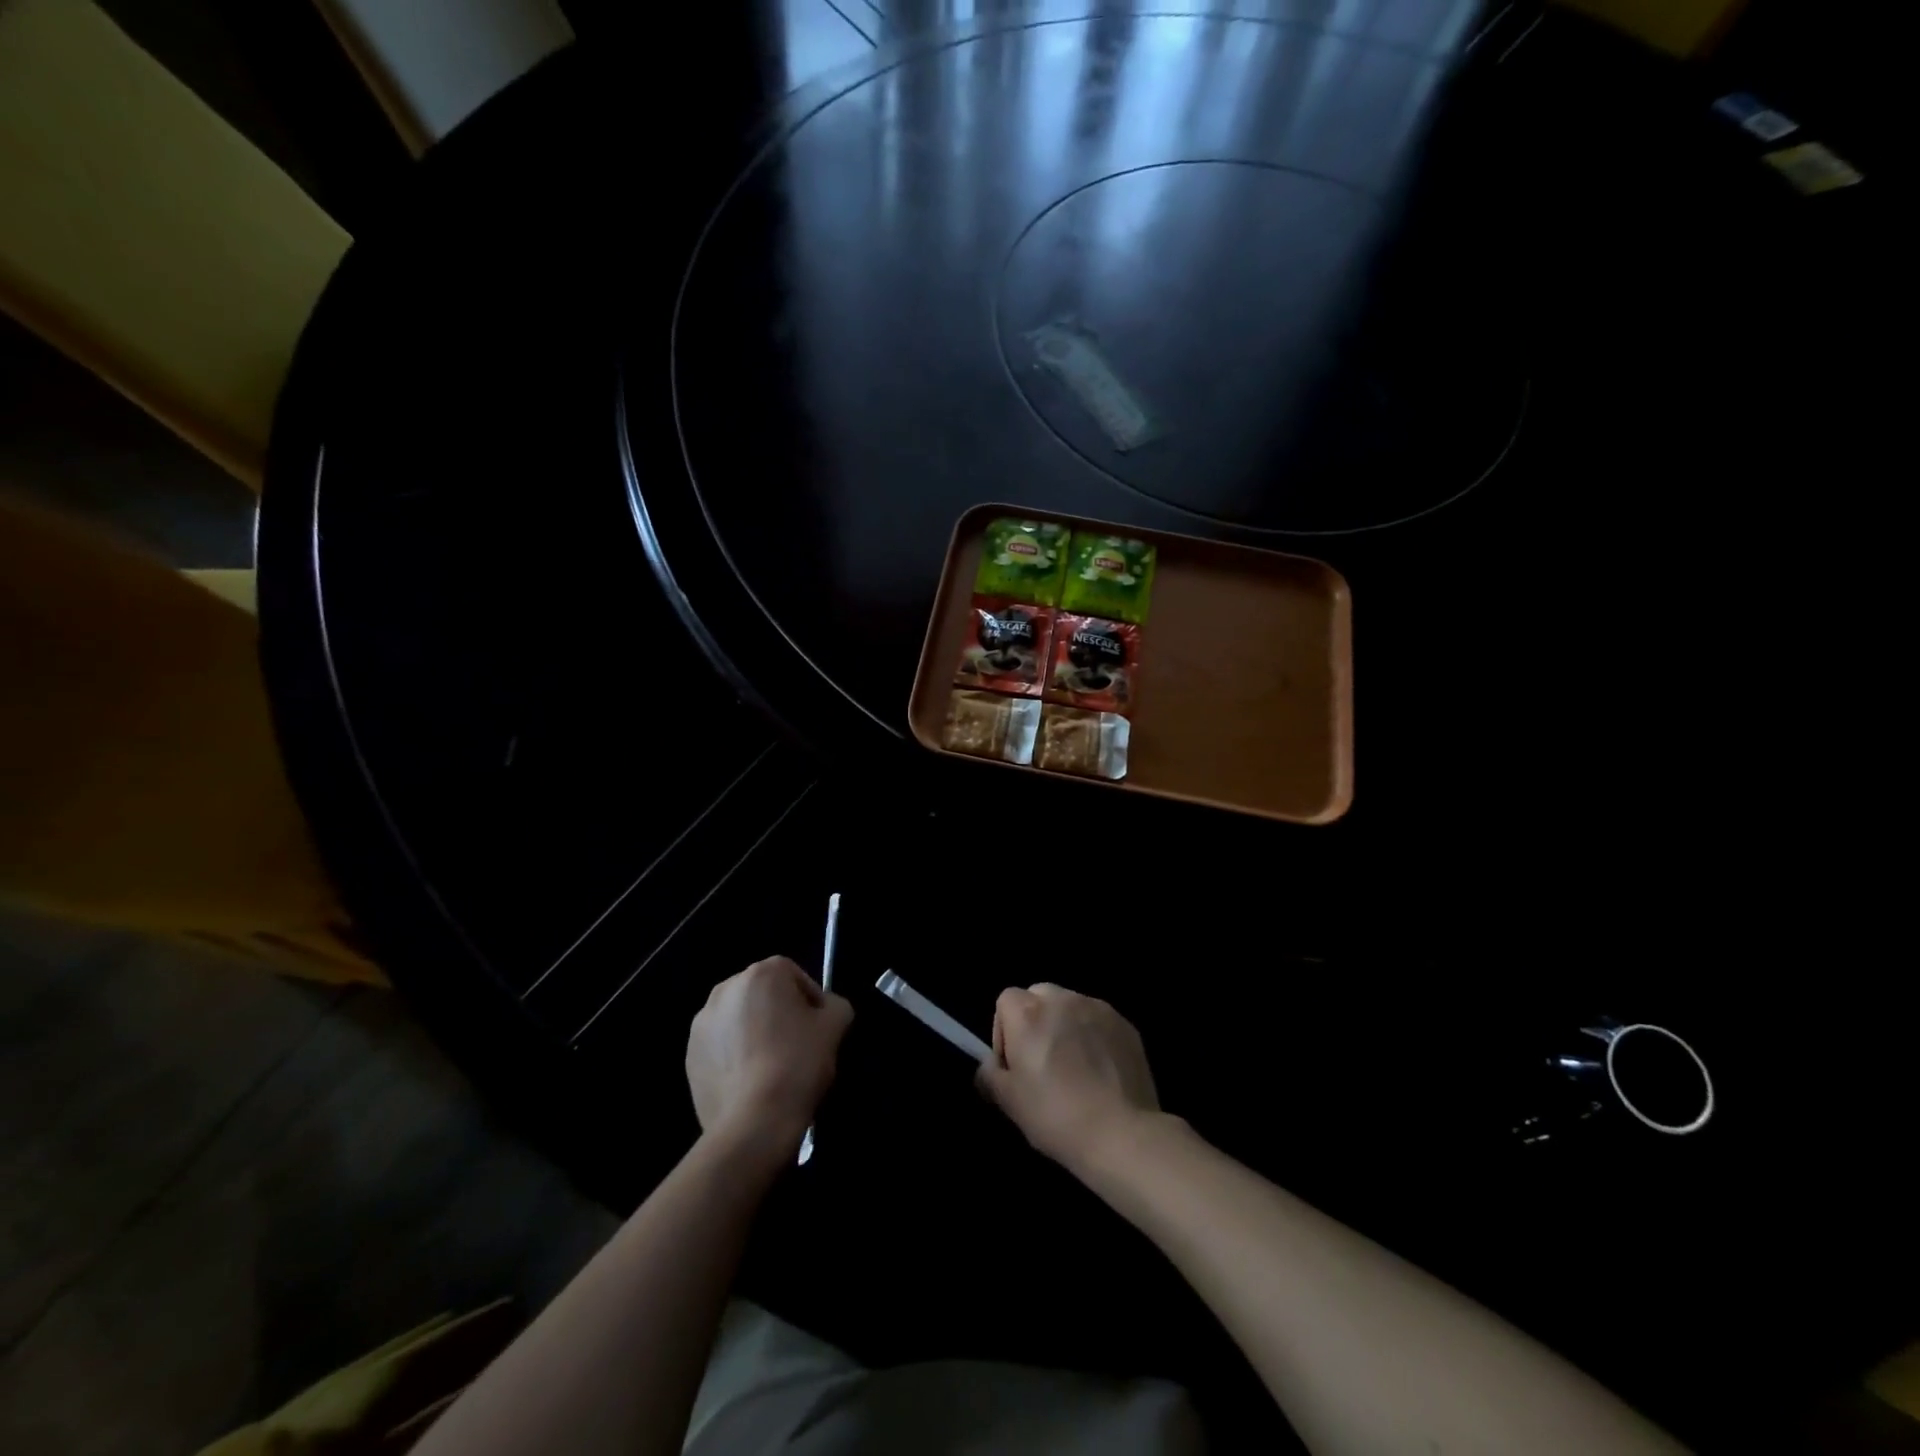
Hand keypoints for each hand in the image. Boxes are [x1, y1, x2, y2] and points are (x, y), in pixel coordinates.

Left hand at [686, 957, 852, 1160]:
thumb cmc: (797, 1063)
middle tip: (798, 1046)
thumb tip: (826, 1009)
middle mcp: (726, 988)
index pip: (794, 975)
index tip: (818, 1028)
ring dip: (755, 1033)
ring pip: (740, 1019)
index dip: (811, 1000)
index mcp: (761, 973)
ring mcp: (702, 1023)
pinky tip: (751, 1082)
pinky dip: (735, 1056)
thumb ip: (835, 1005)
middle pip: (764, 994)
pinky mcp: (690, 1055)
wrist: (752, 1122)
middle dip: (780, 1014)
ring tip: (772, 1067)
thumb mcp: (834, 1027)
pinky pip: (721, 1046)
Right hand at [977, 983, 1159, 1171]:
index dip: (1004, 1031)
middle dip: (1036, 1022)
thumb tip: (989, 1066)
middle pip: (1039, 996)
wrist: (1120, 1133)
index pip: (1005, 1000)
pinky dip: (1094, 1036)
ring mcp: (1097, 1008)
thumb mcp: (1008, 1102)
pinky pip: (1099, 1021)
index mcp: (1028, 1012)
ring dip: (1066, 1026)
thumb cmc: (1055, 1115)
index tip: (1014, 1064)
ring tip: (1075, 1068)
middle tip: (1042, 1062)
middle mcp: (1061, 999)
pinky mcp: (1125, 1024)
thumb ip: (989, 1075)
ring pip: (1071, 1007)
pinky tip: (1101, 1071)